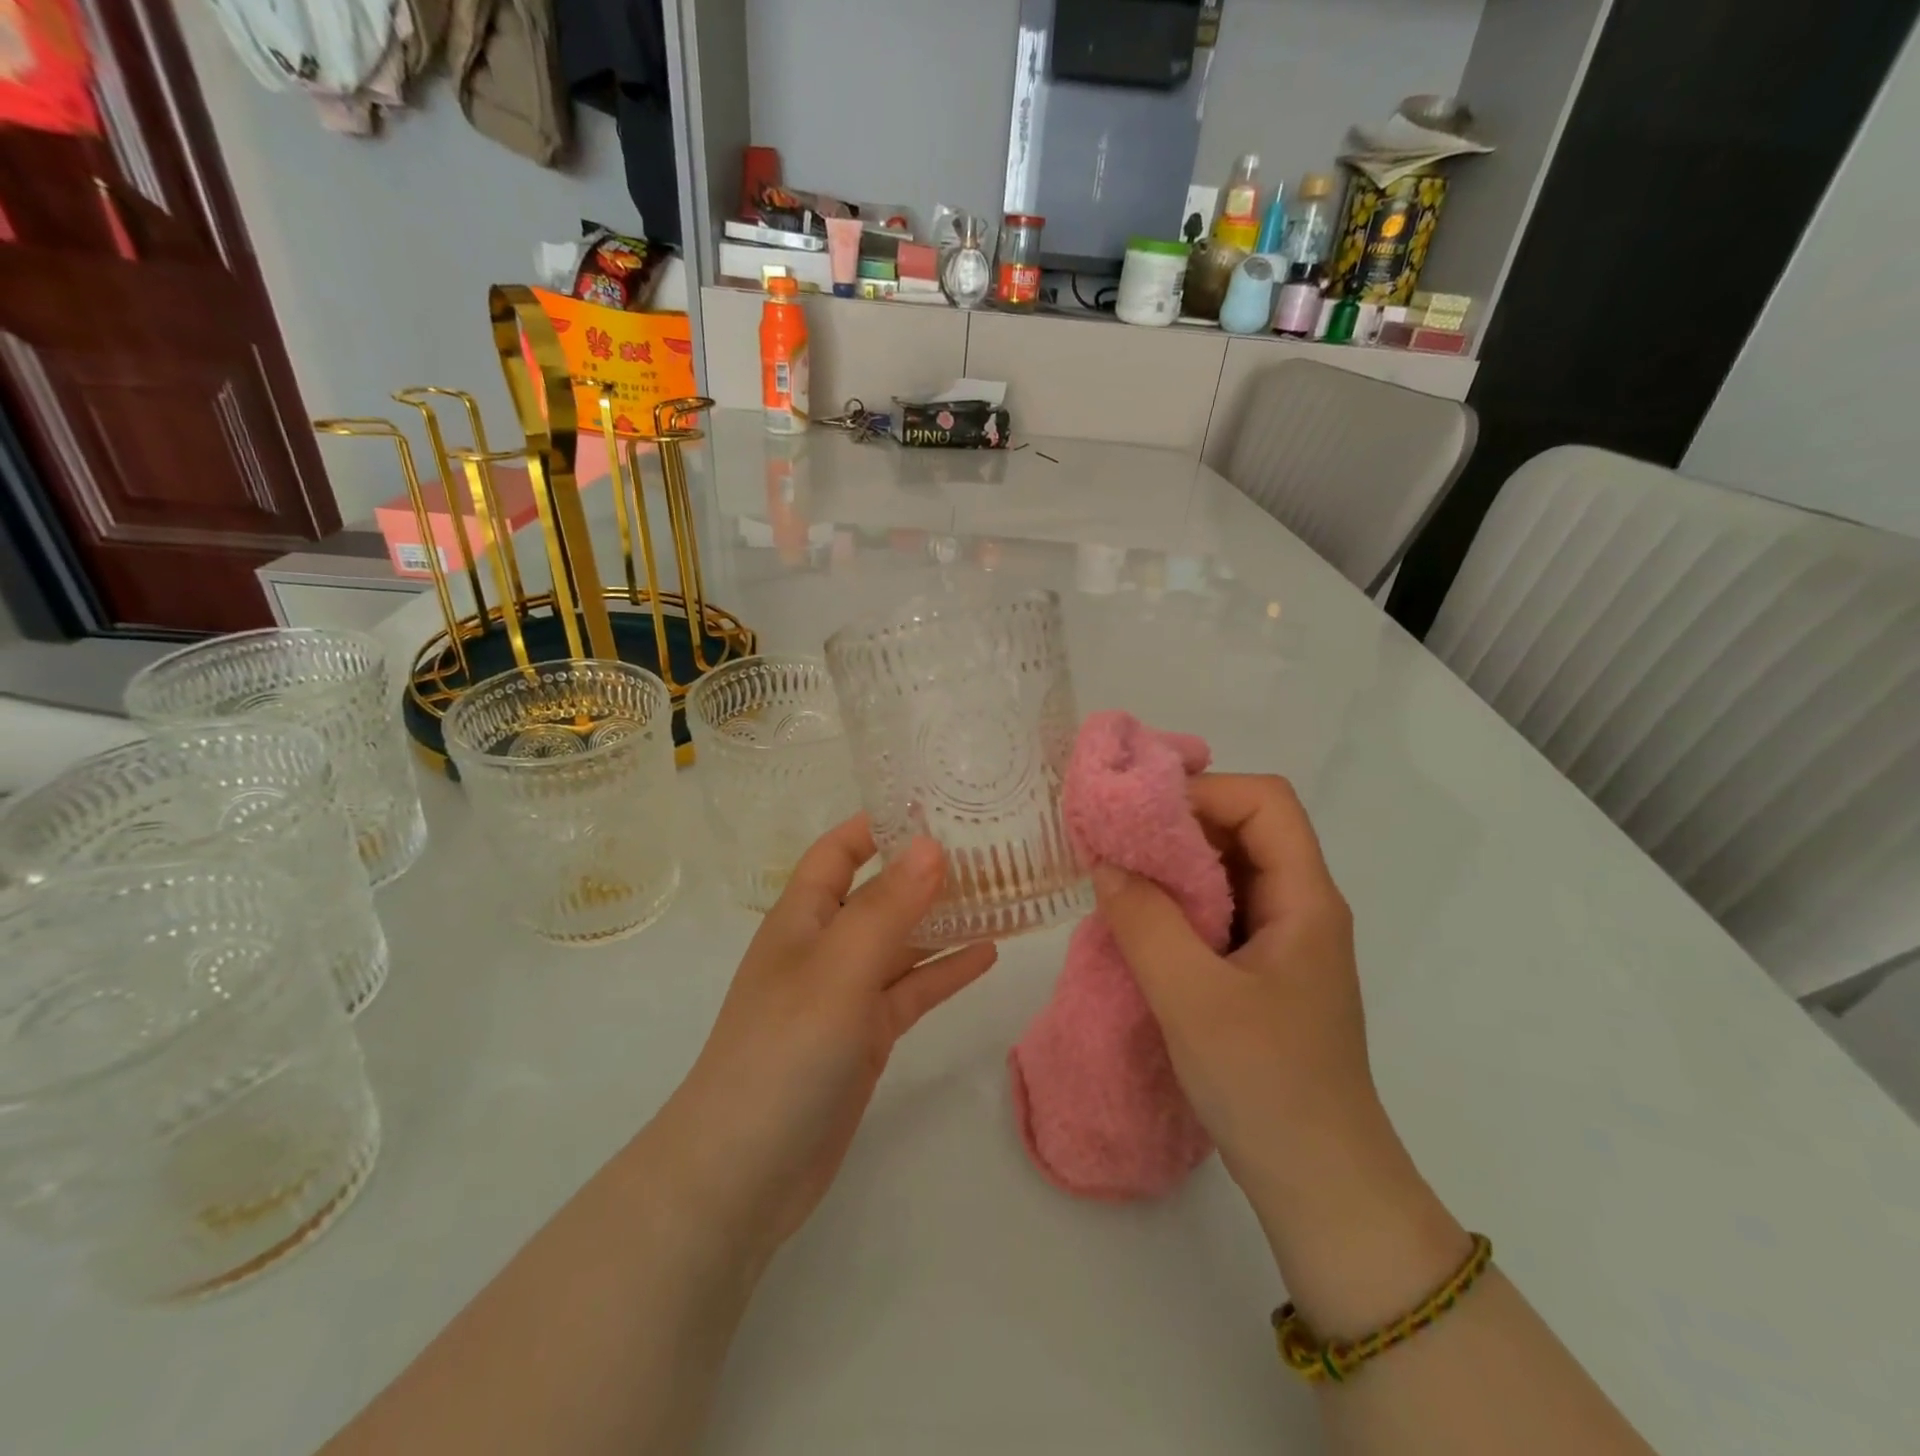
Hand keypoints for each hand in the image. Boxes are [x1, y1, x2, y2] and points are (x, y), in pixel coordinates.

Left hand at [662, 817, 997, 1260]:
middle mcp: (824, 946)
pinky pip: (911, 990)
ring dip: (945, 920)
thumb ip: (887, 908)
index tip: (938, 805)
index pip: (840, 850)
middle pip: (880, 893)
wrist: (744, 1173)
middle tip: (990, 848)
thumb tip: (931, 844)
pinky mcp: (865, 1036)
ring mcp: (845, 994)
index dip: (880, 824)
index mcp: (803, 917)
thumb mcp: (838, 971)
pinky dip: (945, 971)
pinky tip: (988, 954)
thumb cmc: (783, 1052)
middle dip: (926, 871)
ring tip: (1002, 894)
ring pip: (902, 942)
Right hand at [1090, 774, 1376, 1193]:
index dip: (1204, 791)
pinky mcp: (1261, 973)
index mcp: (1305, 899)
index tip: (1140, 815)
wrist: (1319, 1185)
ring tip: (1117, 876)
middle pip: (1245, 828)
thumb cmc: (1266, 1084)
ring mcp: (1281, 942)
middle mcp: (1299, 907)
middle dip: (1179, 824)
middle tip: (1116, 841)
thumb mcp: (1192, 998)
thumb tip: (1106, 863)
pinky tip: (1138, 922)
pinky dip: (1176, 903)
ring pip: (1228, 871)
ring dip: (1173, 866)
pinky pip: (1217, 912)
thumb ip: (1145, 921)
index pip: (1265, 802)